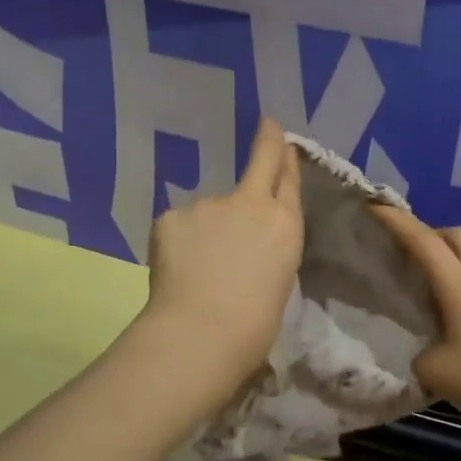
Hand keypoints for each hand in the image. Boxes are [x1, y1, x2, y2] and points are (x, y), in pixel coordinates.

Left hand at [144, 118, 303, 381]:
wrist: (203, 332)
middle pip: (260, 163)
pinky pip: (178, 228)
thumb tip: (241, 244)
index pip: (288, 180)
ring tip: (198, 271)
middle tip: (267, 127)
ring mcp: (209, 205)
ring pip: (208, 212)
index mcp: (285, 225)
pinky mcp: (172, 215)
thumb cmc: (253, 325)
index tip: (280, 137)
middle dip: (265, 143)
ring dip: (205, 231)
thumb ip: (262, 248)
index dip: (285, 157)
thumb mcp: (276, 279)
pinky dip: (178, 245)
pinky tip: (175, 270)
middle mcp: (250, 204)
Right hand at [370, 204, 460, 440]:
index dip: (395, 220)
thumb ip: (417, 354)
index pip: (422, 240)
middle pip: (455, 236)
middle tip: (399, 252)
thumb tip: (421, 351)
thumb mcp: (435, 372)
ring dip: (441, 261)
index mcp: (458, 285)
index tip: (371, 204)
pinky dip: (452, 288)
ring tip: (413, 286)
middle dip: (426, 233)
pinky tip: (439, 318)